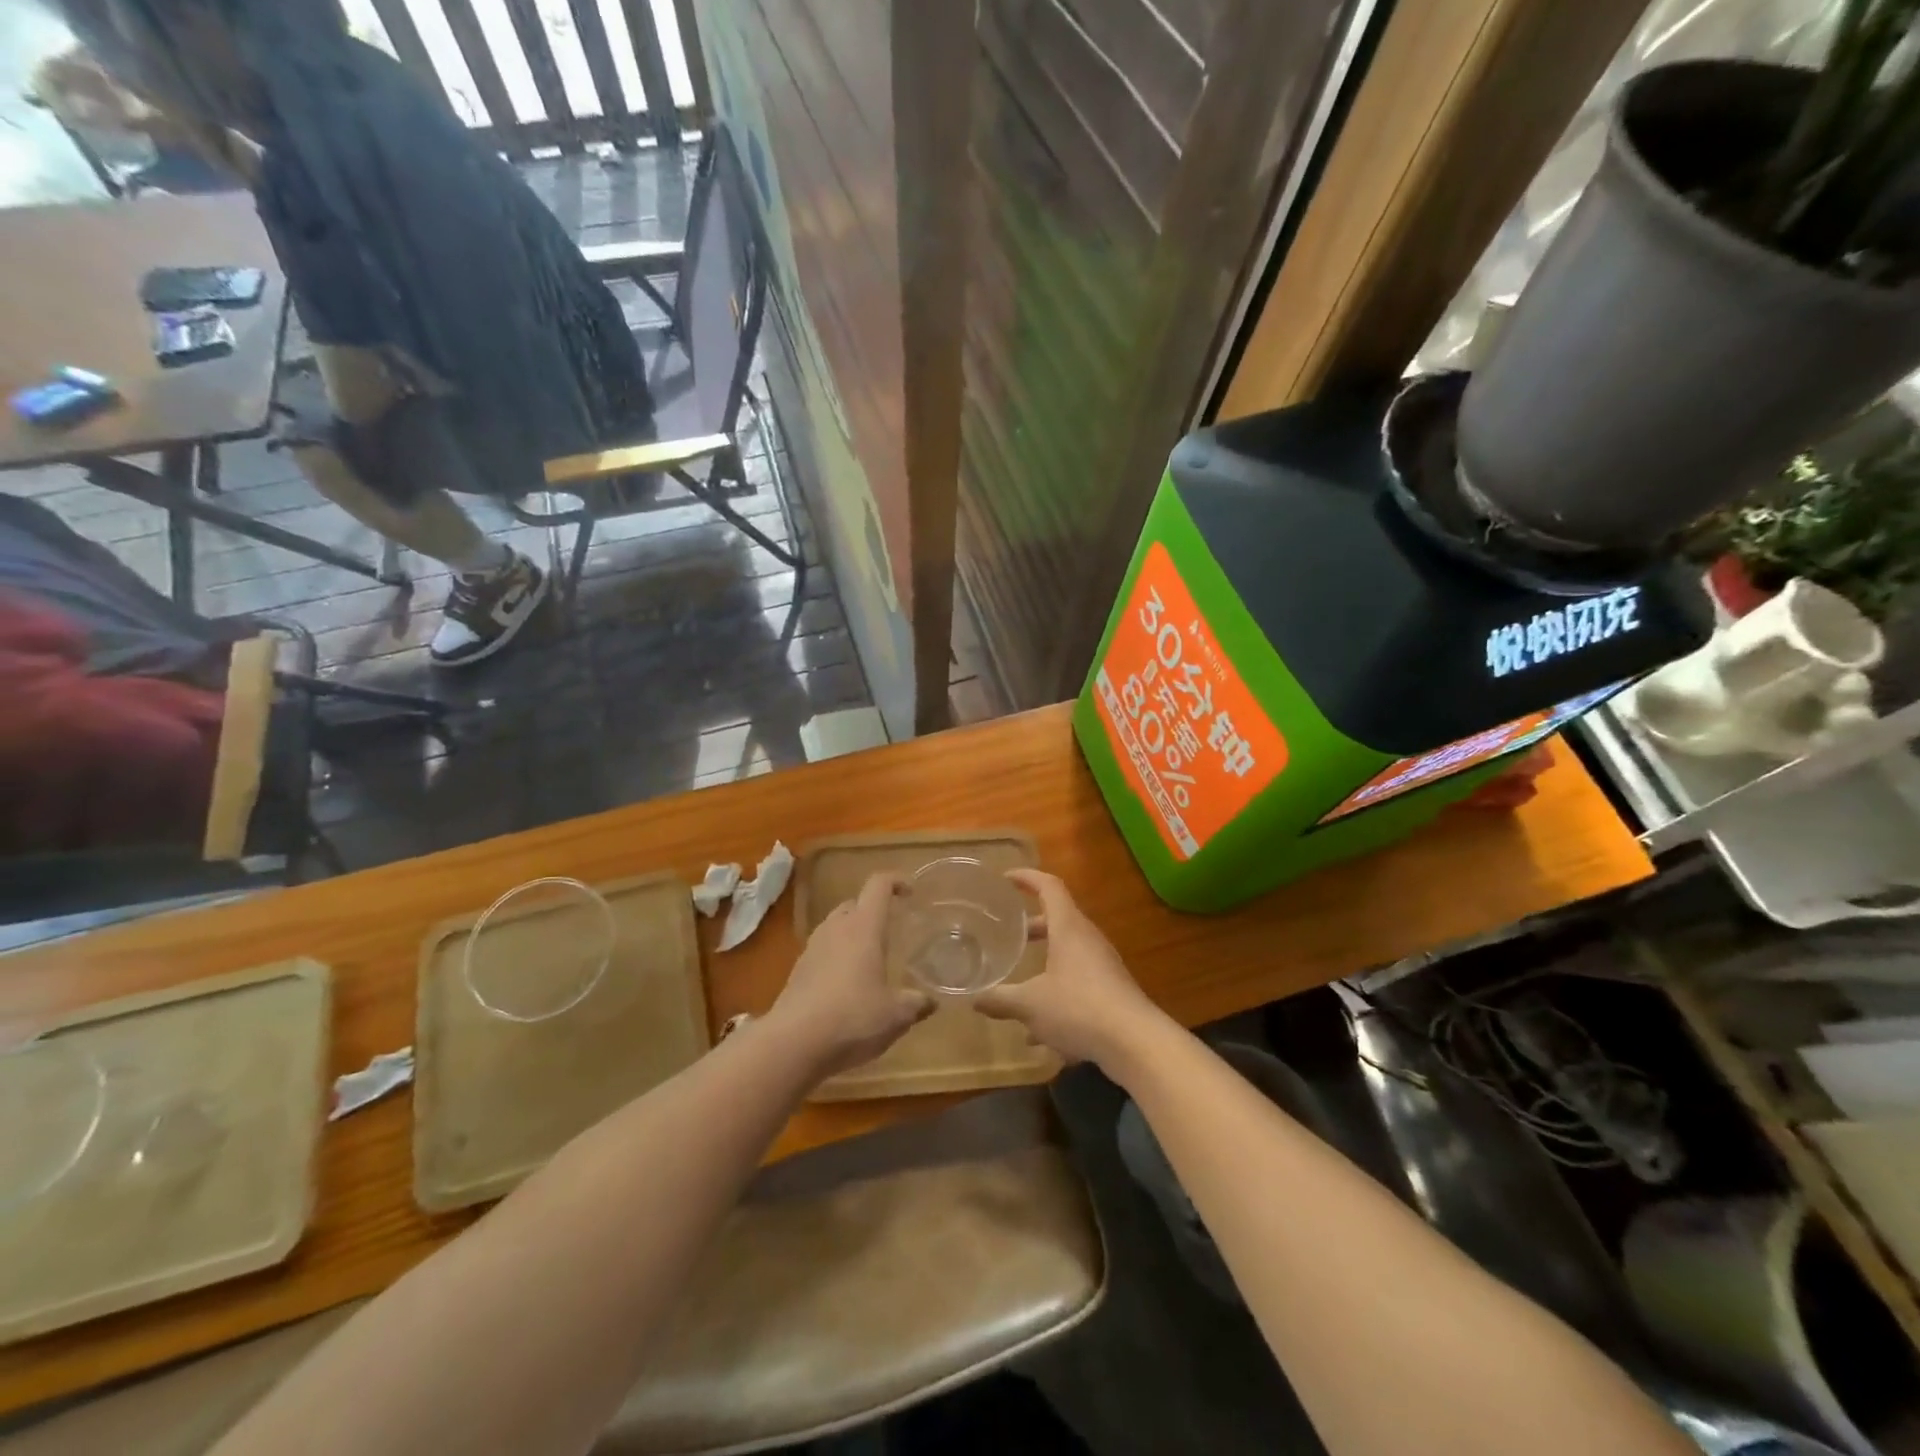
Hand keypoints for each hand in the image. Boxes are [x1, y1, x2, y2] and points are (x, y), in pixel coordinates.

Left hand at [765, 873, 933, 1078]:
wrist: (792, 1044)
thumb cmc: (852, 1018)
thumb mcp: (895, 1016)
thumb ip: (915, 1004)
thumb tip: (931, 1002)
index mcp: (863, 927)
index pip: (878, 885)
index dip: (896, 881)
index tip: (911, 892)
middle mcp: (835, 929)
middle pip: (854, 904)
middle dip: (873, 910)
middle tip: (891, 929)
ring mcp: (812, 949)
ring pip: (835, 927)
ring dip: (852, 934)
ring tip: (870, 959)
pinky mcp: (797, 972)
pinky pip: (822, 952)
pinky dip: (836, 958)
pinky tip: (847, 986)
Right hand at [976, 870, 1168, 1073]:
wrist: (1136, 1043)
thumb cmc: (1079, 1008)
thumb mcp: (1030, 1005)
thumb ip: (1000, 999)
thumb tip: (973, 998)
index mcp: (1069, 928)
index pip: (1049, 887)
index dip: (1027, 878)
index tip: (1006, 878)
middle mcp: (1088, 940)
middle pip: (1058, 920)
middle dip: (1032, 926)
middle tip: (1007, 933)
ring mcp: (1103, 965)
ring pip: (1067, 954)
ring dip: (1044, 963)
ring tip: (1017, 983)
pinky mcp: (1111, 991)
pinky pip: (1078, 983)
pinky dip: (1057, 994)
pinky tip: (1038, 1033)